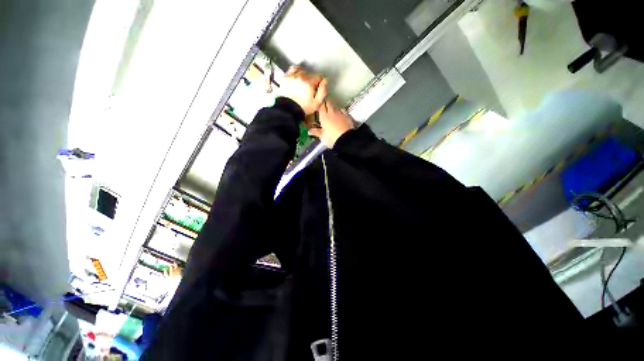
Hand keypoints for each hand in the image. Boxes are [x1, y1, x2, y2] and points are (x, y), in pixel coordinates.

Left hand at [280, 66, 326, 114]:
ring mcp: (293, 76)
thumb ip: (323, 91)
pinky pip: (292, 69)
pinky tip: (297, 76)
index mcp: (310, 83)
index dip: (319, 84)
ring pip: (302, 71)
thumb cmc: (303, 108)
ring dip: (304, 76)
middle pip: (310, 75)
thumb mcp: (317, 103)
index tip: (317, 89)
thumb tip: (325, 81)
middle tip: (309, 90)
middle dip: (311, 81)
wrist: (288, 109)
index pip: (319, 77)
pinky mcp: (286, 77)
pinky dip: (296, 71)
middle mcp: (301, 77)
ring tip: (303, 85)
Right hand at [309, 101, 353, 147]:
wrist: (346, 140)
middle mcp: (332, 112)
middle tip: (324, 107)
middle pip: (328, 103)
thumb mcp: (323, 137)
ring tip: (332, 114)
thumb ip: (316, 132)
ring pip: (335, 107)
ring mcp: (340, 113)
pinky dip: (341, 112)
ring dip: (333, 109)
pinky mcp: (347, 116)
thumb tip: (310, 131)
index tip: (318, 106)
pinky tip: (340, 116)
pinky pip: (343, 111)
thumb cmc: (333, 139)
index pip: (320, 106)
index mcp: (324, 117)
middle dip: (326, 104)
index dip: (319, 105)